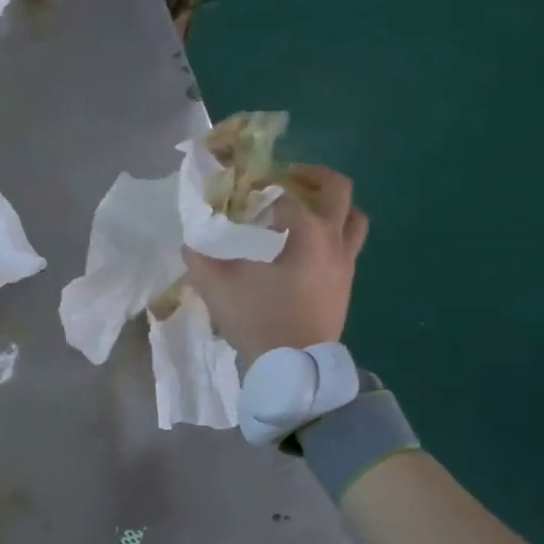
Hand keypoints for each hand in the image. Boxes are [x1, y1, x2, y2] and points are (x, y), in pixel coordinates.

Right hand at [184, 164, 367, 365]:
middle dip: (313, 177)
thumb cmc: (259, 319)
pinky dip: (332, 233)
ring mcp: (346, 263)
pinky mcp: (347, 283)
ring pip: (353, 218)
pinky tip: (306, 247)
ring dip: (332, 206)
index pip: (288, 193)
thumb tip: (189, 242)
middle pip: (338, 191)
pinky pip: (348, 244)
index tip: (245, 187)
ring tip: (306, 210)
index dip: (264, 184)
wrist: (294, 365)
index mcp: (307, 234)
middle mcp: (334, 241)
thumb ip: (200, 259)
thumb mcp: (218, 287)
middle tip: (287, 179)